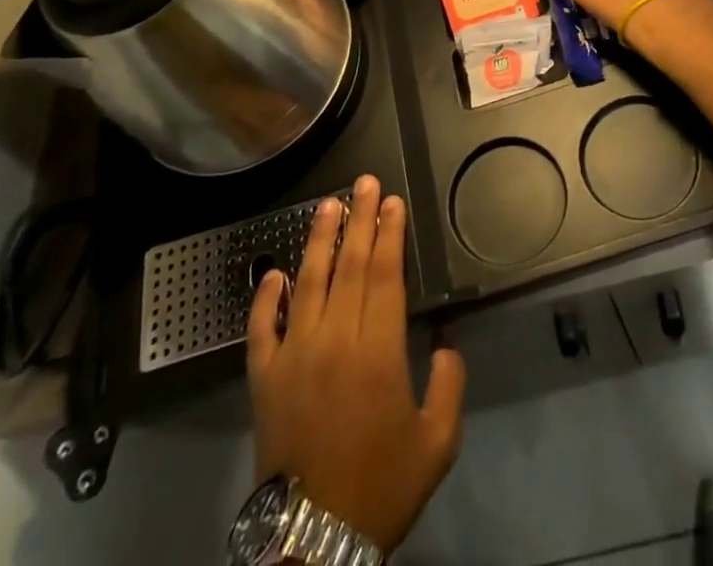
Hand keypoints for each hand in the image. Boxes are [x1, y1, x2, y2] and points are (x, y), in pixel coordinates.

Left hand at [246, 175, 465, 551]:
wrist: (313, 540)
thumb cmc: (381, 487)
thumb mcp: (437, 443)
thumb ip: (450, 385)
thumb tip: (447, 345)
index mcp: (379, 351)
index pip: (384, 275)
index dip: (389, 234)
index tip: (392, 201)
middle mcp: (336, 340)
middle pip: (350, 266)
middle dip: (360, 220)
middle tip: (364, 182)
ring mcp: (295, 356)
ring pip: (307, 283)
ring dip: (319, 240)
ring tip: (327, 205)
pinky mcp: (264, 379)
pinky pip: (262, 329)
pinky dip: (265, 298)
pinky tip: (274, 272)